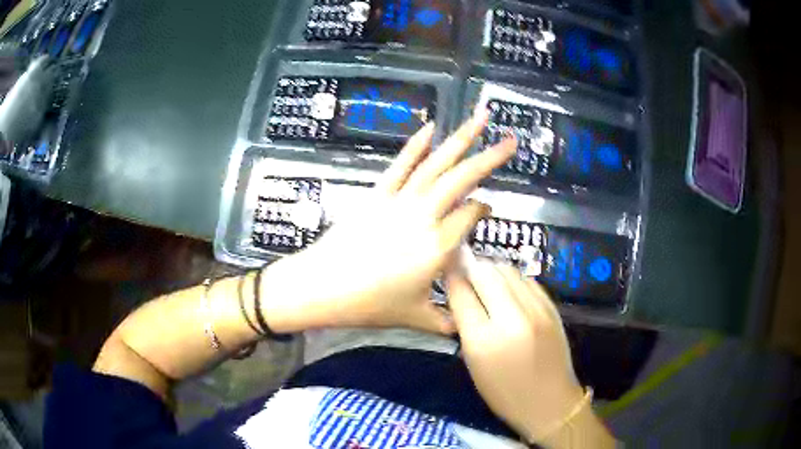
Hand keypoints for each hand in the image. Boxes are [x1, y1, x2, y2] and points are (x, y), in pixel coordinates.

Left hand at [261, 111, 516, 334]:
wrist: (322, 288)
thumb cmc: (369, 306)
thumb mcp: (415, 319)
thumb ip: (448, 322)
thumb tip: (468, 327)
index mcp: (438, 247)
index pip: (472, 215)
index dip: (484, 209)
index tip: (488, 209)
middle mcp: (423, 217)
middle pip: (461, 180)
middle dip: (489, 158)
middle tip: (510, 140)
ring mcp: (399, 202)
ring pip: (435, 165)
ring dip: (459, 139)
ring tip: (479, 118)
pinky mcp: (377, 195)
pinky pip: (400, 165)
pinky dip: (415, 145)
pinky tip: (430, 128)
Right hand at [446, 251, 583, 443]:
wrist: (550, 401)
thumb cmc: (504, 392)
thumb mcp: (474, 364)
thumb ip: (466, 326)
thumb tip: (461, 293)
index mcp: (484, 340)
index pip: (462, 294)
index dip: (452, 277)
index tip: (447, 270)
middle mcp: (511, 319)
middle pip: (486, 274)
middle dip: (471, 268)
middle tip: (465, 271)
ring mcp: (536, 310)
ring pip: (508, 271)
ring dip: (492, 270)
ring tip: (486, 279)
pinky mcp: (552, 307)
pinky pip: (527, 280)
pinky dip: (513, 279)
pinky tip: (508, 289)